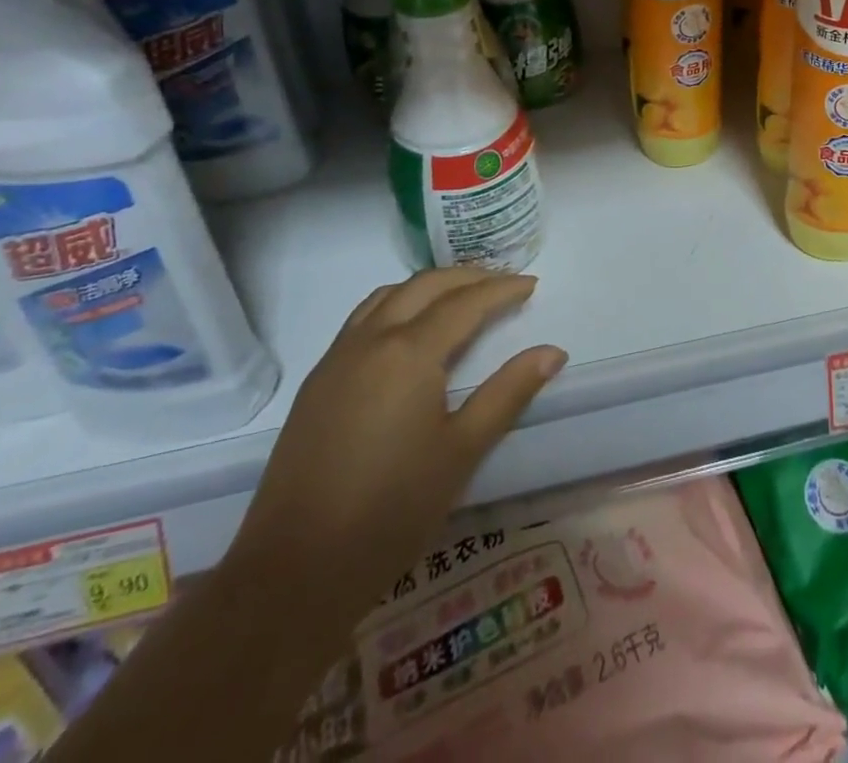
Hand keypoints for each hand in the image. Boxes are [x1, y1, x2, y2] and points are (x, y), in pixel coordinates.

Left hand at [223, 268, 565, 634]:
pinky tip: (407, 330)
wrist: (294, 571)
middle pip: (425, 286)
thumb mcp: (462, 451)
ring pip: (389, 296)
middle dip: (468, 277)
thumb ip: (508, 393)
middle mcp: (371, 340)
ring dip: (429, 286)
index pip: (465, 303)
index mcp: (409, 352)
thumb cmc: (391, 511)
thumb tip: (553, 352)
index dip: (502, 289)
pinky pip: (362, 318)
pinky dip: (396, 304)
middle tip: (503, 283)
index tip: (531, 285)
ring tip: (460, 296)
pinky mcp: (317, 381)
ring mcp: (337, 358)